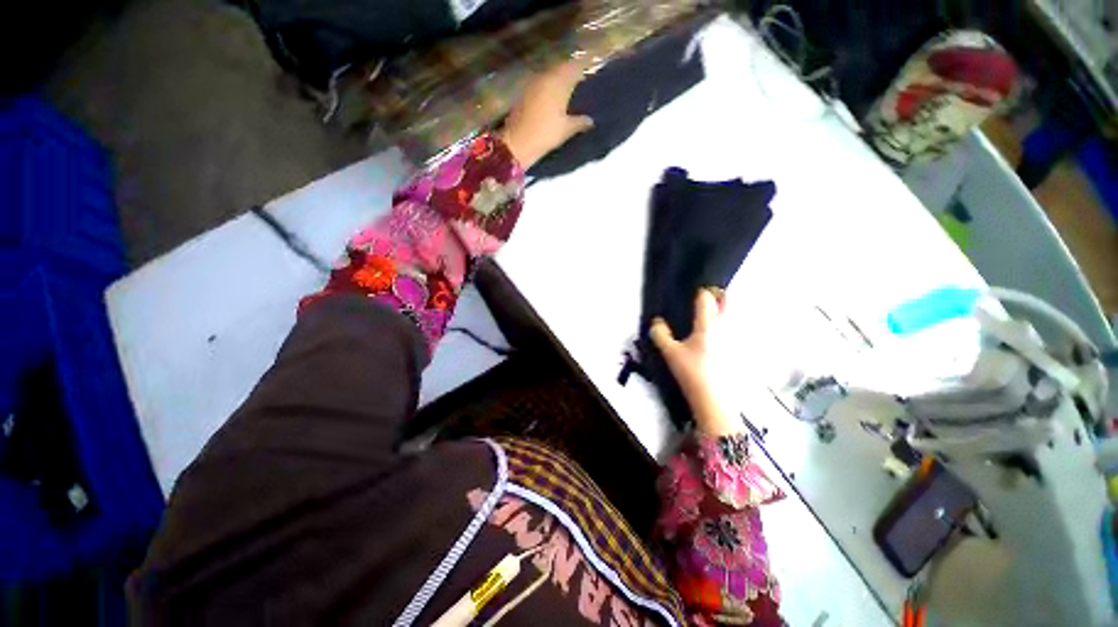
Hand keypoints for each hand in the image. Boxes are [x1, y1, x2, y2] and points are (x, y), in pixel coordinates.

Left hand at [500, 59, 594, 168]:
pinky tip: (554, 98)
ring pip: (550, 75)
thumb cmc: (545, 134)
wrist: (517, 142)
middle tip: (581, 82)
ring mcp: (533, 83)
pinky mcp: (525, 92)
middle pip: (561, 68)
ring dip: (559, 80)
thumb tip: (591, 121)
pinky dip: (549, 87)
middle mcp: (545, 76)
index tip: (591, 74)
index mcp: (558, 82)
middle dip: (571, 73)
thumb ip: (580, 122)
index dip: (584, 68)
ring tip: (569, 90)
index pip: (575, 67)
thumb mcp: (566, 130)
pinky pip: (541, 83)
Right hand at [651, 289, 738, 435]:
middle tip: (706, 297)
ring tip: (711, 313)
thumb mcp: (670, 353)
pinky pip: (736, 327)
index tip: (693, 292)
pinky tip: (719, 333)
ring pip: (733, 314)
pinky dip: (728, 323)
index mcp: (708, 324)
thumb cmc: (691, 372)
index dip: (700, 291)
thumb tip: (656, 322)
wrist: (714, 399)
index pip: (706, 298)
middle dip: (717, 295)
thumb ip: (660, 334)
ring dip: (724, 308)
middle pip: (726, 301)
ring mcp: (735, 337)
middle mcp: (725, 326)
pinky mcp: (739, 349)